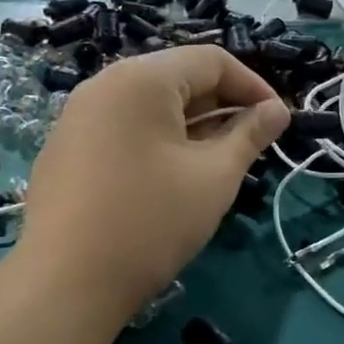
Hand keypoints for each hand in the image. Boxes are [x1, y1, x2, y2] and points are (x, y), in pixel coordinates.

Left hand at [17, 46, 289, 319]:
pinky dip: (157, 141)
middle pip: (177, 78)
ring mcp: (77, 117)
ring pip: (150, 106)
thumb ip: (250, 135)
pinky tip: (169, 179)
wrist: (67, 283)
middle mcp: (104, 85)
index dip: (253, 86)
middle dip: (222, 106)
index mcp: (141, 79)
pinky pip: (123, 128)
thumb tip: (278, 110)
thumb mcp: (214, 177)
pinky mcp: (65, 149)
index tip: (278, 122)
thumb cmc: (152, 221)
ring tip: (215, 163)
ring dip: (191, 126)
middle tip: (250, 145)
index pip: (211, 60)